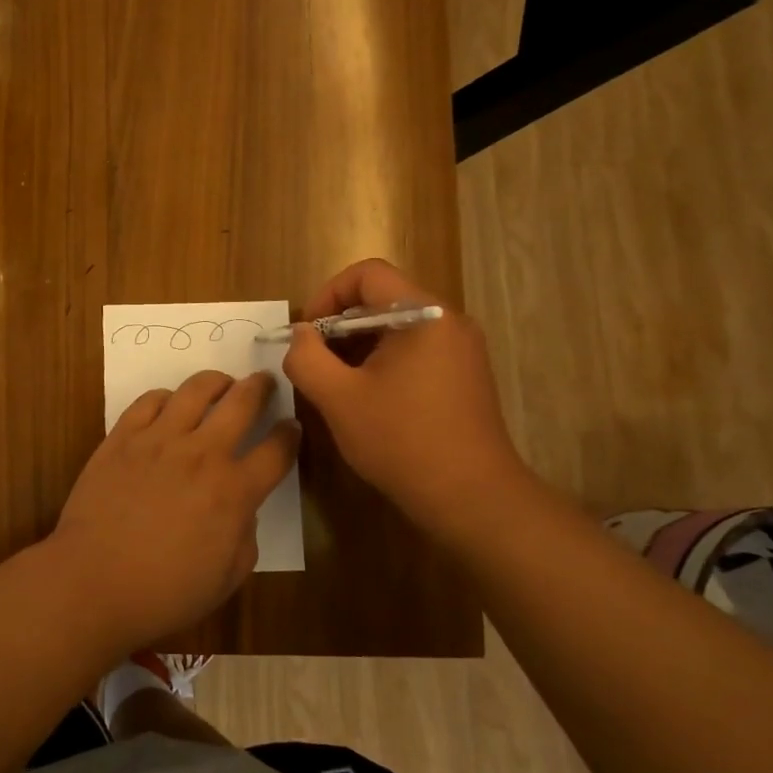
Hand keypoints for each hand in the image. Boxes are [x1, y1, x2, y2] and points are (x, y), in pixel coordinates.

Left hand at [50, 370, 299, 650]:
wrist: (93, 582)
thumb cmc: (164, 593)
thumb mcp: (226, 578)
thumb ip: (245, 536)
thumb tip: (241, 509)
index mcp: (234, 491)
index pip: (277, 450)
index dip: (290, 434)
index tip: (292, 426)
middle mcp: (202, 454)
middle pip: (241, 403)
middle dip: (260, 387)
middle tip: (264, 381)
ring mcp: (159, 440)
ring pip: (196, 390)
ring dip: (216, 382)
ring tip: (221, 384)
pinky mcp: (123, 437)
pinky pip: (149, 401)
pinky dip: (166, 397)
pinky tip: (170, 404)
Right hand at [281, 258, 533, 539]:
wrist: (472, 498)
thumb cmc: (402, 441)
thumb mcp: (338, 398)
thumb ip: (307, 358)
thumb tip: (300, 335)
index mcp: (424, 315)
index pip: (368, 274)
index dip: (328, 295)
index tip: (308, 334)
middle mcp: (449, 322)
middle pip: (383, 299)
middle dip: (340, 326)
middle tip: (315, 364)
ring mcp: (462, 349)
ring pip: (397, 328)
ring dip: (359, 347)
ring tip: (336, 385)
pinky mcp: (465, 375)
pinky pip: (415, 351)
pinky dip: (383, 362)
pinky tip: (368, 399)